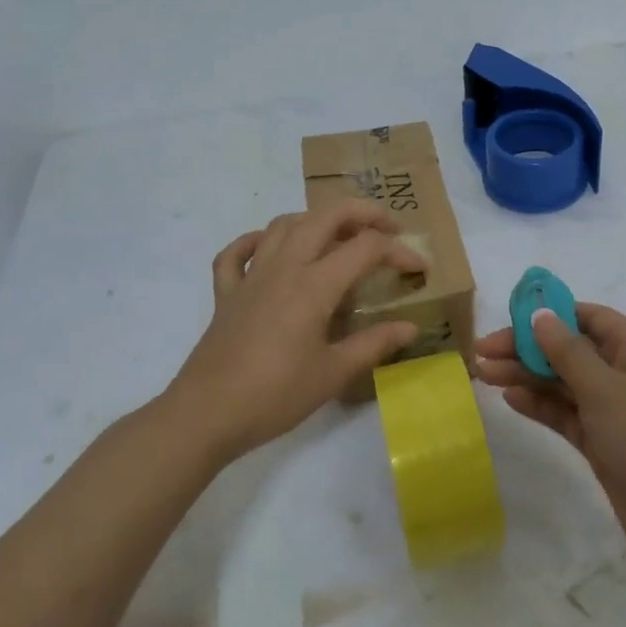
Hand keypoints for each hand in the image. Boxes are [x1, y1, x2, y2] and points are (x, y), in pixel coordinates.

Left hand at [170, 201, 422, 461]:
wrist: (206, 414)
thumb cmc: (275, 395)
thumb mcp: (333, 374)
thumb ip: (374, 344)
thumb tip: (410, 327)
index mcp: (314, 285)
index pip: (366, 248)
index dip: (398, 251)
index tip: (419, 269)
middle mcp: (283, 267)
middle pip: (325, 216)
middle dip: (362, 212)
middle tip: (387, 228)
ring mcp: (251, 277)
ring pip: (284, 225)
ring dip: (316, 220)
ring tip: (338, 236)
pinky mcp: (226, 293)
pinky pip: (237, 253)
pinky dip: (256, 241)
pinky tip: (270, 249)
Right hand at [476, 304, 625, 578]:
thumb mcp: (606, 389)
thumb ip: (568, 352)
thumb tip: (541, 315)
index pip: (586, 317)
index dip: (548, 314)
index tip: (508, 319)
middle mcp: (624, 374)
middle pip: (568, 350)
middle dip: (526, 349)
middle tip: (481, 353)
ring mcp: (614, 412)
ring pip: (563, 384)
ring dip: (527, 376)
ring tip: (483, 374)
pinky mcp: (604, 445)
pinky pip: (566, 415)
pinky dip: (540, 406)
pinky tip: (510, 399)